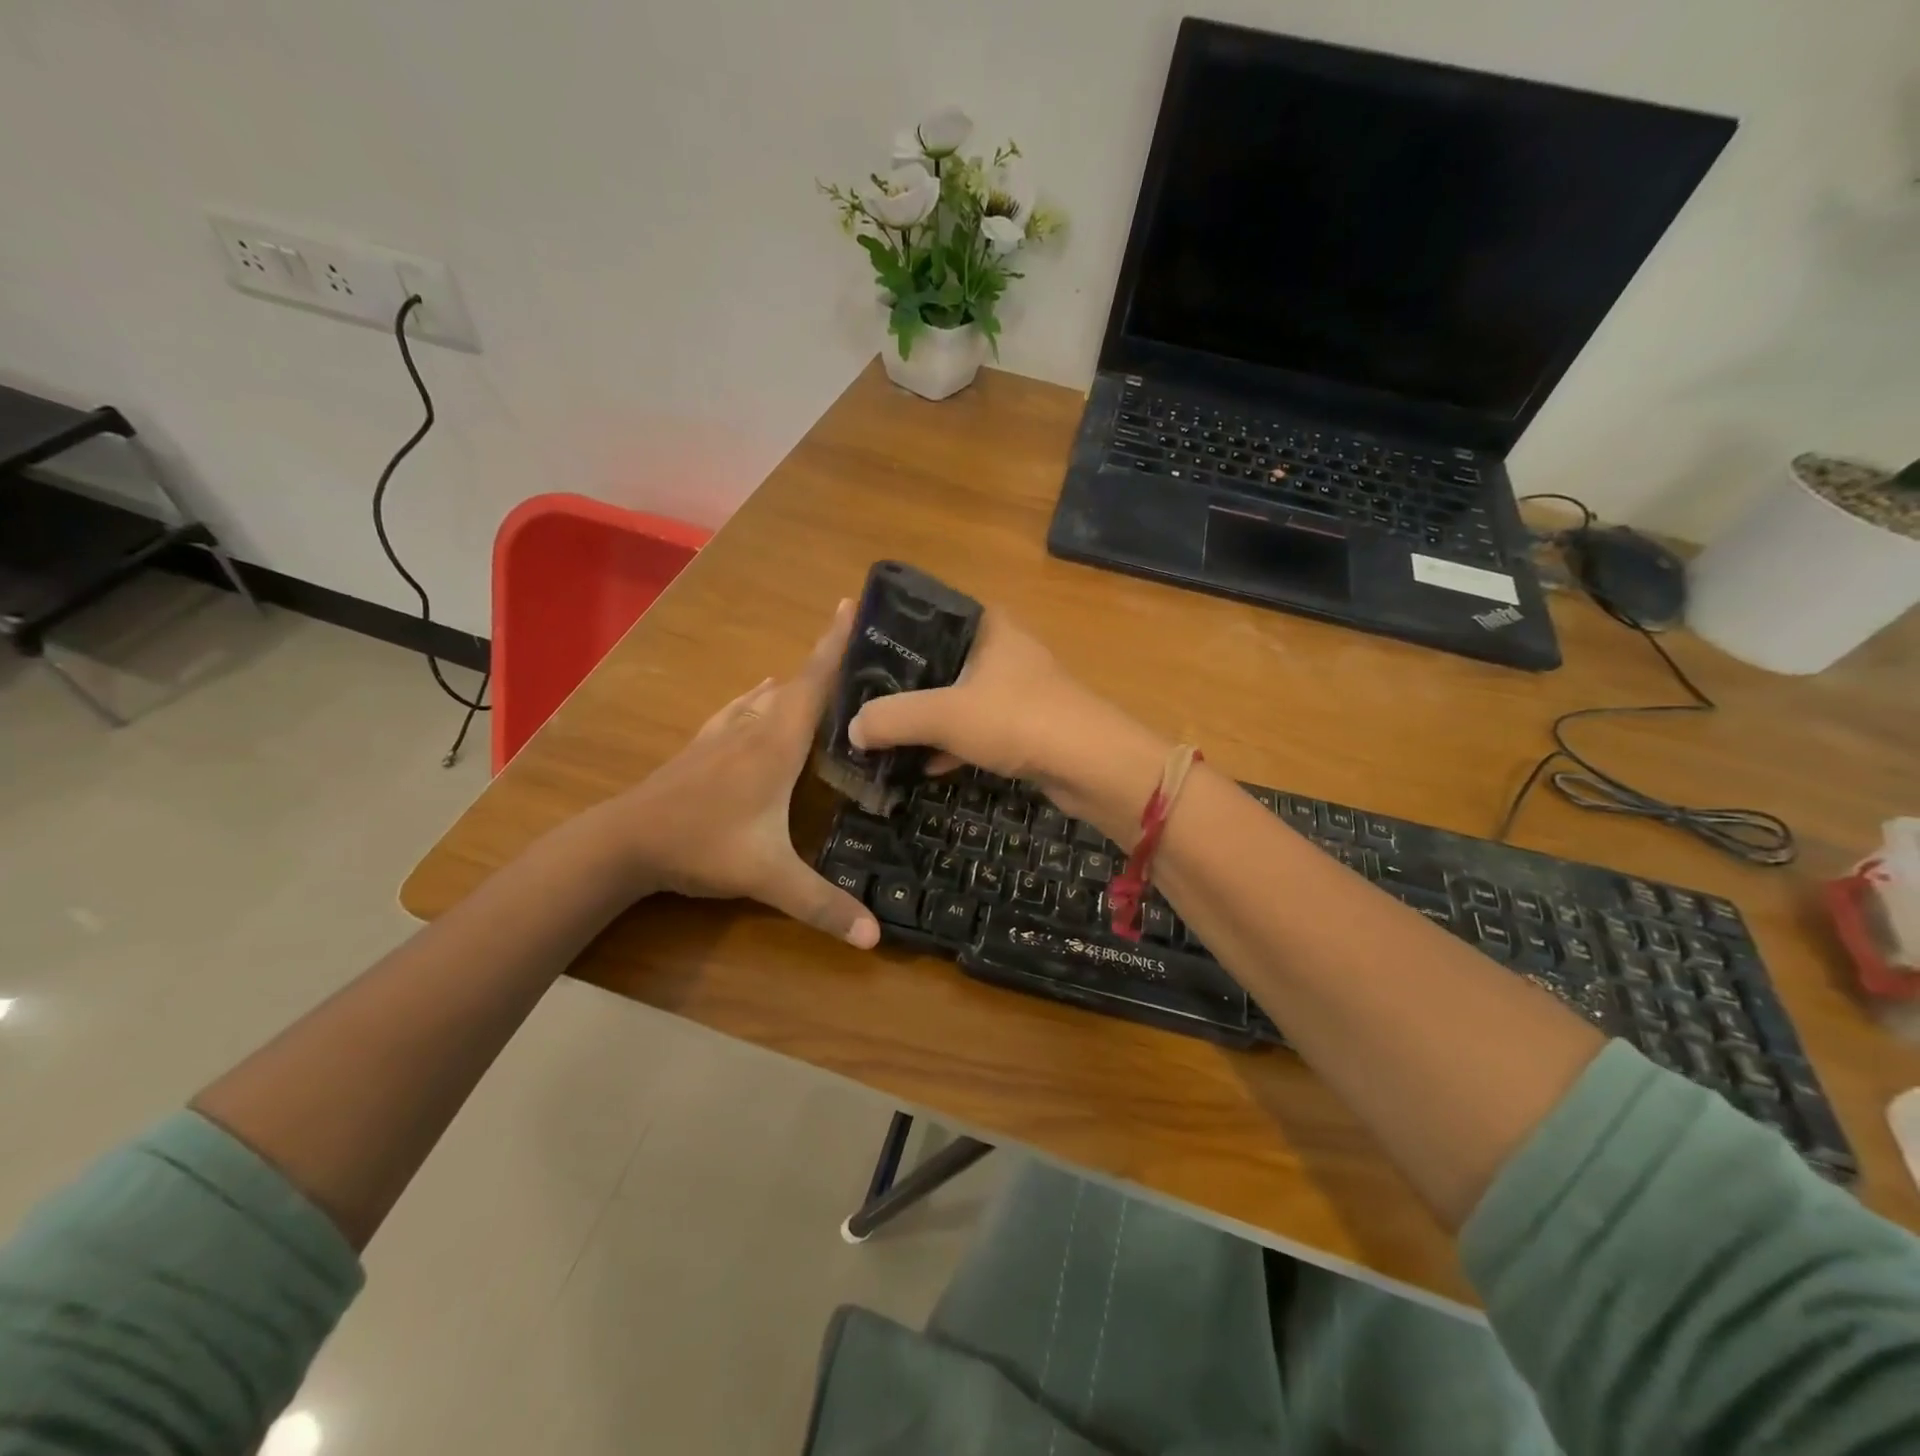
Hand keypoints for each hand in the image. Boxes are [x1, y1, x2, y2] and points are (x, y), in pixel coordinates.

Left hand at [608, 602, 879, 947]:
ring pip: (769, 694)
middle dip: (828, 658)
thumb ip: (821, 904)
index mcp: (776, 744)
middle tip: (864, 645)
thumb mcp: (767, 877)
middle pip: (797, 682)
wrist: (622, 842)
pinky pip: (742, 708)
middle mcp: (753, 727)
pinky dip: (761, 696)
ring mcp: (723, 734)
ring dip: (798, 679)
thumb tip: (875, 938)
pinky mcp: (703, 746)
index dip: (836, 645)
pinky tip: (760, 692)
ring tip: (826, 672)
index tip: (853, 603)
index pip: (815, 684)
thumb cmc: (701, 846)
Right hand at [847, 609, 1082, 781]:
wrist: (1093, 765)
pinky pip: (974, 729)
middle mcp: (999, 649)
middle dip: (900, 687)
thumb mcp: (945, 715)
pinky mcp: (1023, 725)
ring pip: (955, 699)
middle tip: (860, 704)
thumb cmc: (1018, 719)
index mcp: (984, 626)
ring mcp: (1014, 688)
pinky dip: (949, 745)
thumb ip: (892, 718)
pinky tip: (921, 767)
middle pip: (936, 662)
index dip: (887, 636)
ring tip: (881, 738)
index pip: (924, 617)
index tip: (853, 658)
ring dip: (923, 721)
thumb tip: (852, 728)